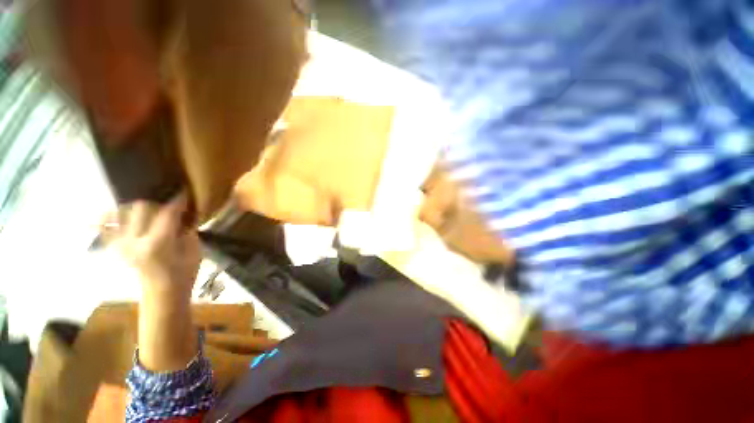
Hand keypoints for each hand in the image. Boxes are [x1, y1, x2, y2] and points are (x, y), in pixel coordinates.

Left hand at [104, 194, 200, 296]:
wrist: (163, 291)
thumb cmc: (185, 271)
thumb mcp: (193, 248)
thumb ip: (185, 228)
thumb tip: (180, 211)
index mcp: (158, 243)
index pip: (167, 212)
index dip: (178, 200)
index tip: (185, 191)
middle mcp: (134, 241)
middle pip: (141, 207)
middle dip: (157, 201)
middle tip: (169, 200)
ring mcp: (121, 243)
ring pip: (121, 212)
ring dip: (134, 205)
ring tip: (147, 205)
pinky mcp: (115, 247)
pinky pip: (105, 227)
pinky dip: (107, 217)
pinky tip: (114, 212)